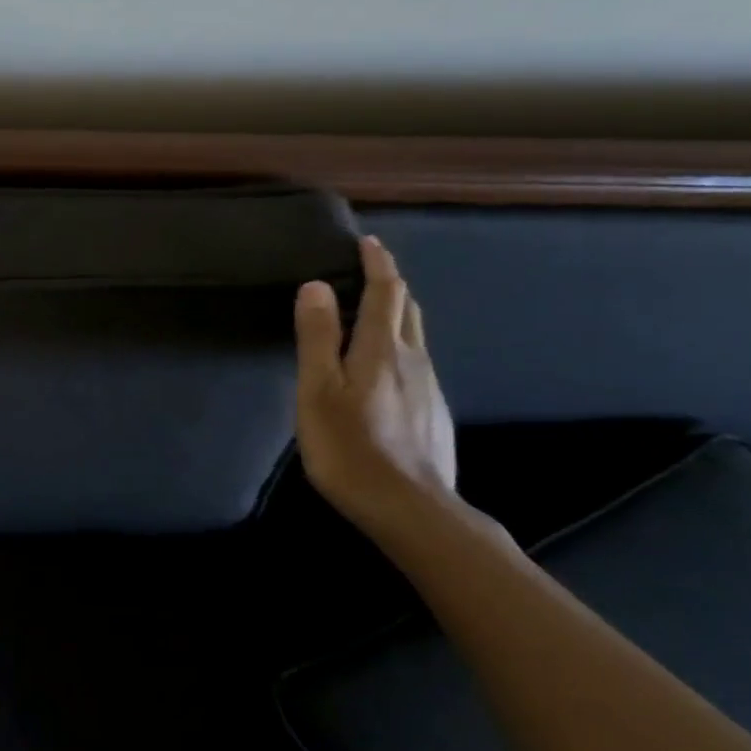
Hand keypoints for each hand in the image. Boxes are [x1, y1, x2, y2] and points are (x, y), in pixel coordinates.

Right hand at [293, 235, 457, 534]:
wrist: (411, 509)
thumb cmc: (351, 446)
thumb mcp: (319, 390)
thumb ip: (319, 337)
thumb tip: (317, 286)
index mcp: (383, 348)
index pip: (386, 291)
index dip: (377, 263)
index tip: (368, 241)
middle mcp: (414, 360)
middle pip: (408, 309)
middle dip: (391, 284)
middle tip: (370, 272)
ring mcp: (429, 388)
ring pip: (415, 338)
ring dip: (396, 316)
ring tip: (372, 315)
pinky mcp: (434, 414)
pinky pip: (416, 365)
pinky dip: (400, 349)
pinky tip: (384, 371)